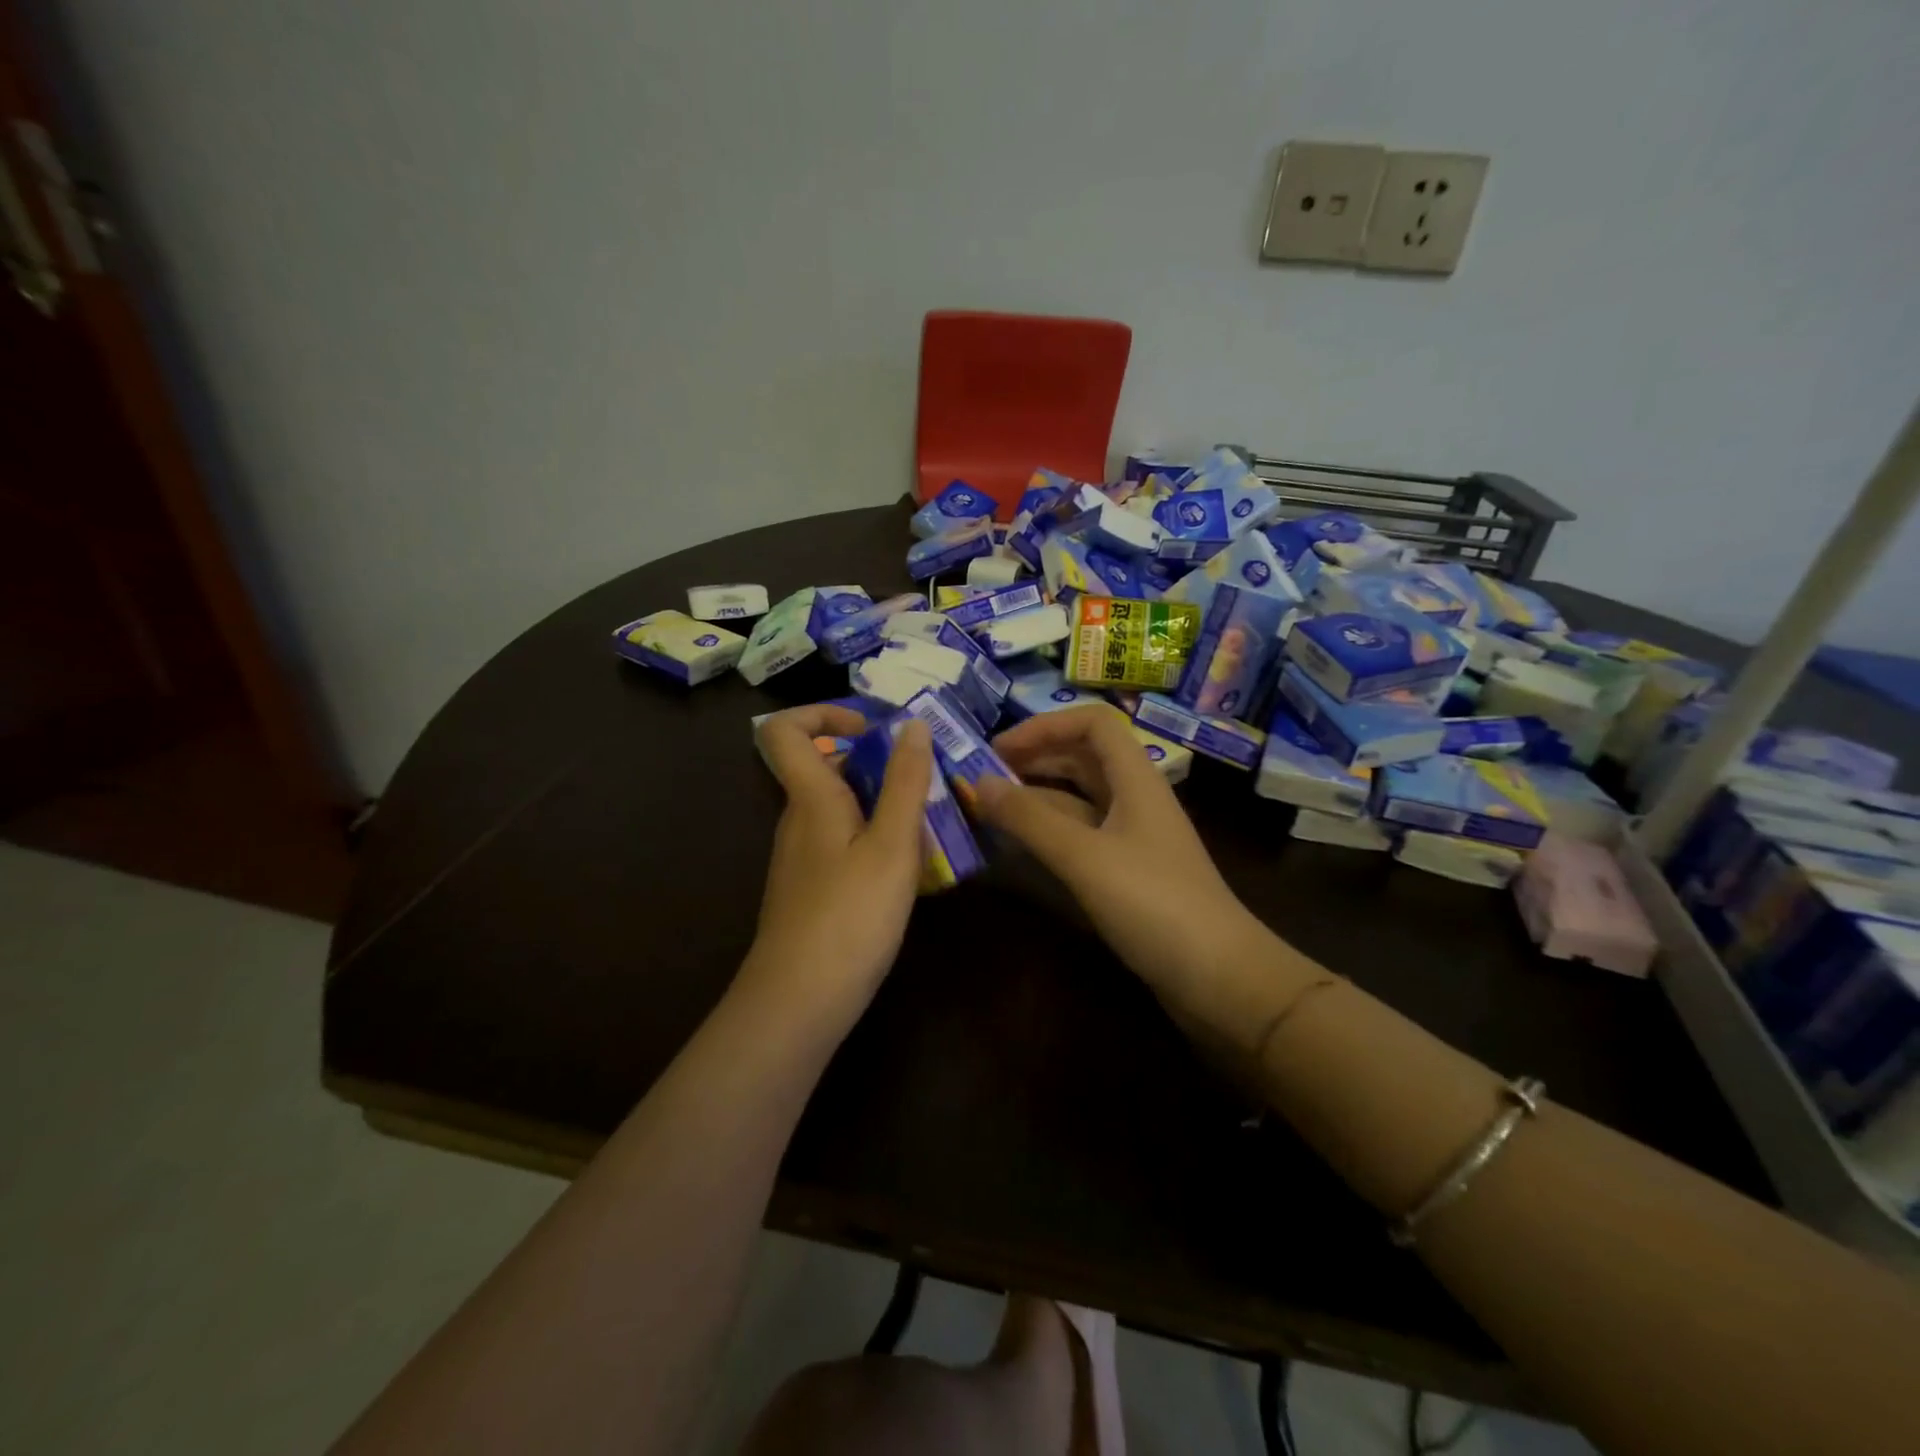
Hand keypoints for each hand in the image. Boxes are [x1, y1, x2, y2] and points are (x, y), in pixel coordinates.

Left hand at [745, 705, 933, 1017]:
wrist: (800, 1001)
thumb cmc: (850, 916)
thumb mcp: (892, 845)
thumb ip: (905, 782)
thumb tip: (912, 723)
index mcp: (810, 798)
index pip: (785, 730)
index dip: (823, 713)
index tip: (871, 730)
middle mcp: (799, 819)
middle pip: (826, 767)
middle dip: (877, 764)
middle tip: (927, 782)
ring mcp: (803, 856)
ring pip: (840, 808)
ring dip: (883, 804)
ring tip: (930, 827)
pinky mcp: (812, 887)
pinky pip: (843, 842)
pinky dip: (875, 839)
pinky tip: (909, 870)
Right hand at [973, 706, 1273, 1005]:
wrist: (1219, 977)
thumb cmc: (1153, 903)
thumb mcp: (1084, 857)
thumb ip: (1029, 819)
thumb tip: (978, 782)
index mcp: (1136, 779)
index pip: (1093, 724)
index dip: (1046, 725)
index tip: (999, 748)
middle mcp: (1135, 799)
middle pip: (1084, 758)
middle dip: (1036, 758)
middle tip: (984, 776)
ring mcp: (1133, 838)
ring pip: (1080, 799)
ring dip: (1038, 796)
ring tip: (992, 807)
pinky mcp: (1128, 873)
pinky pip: (1082, 836)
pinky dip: (1050, 832)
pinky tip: (1020, 845)